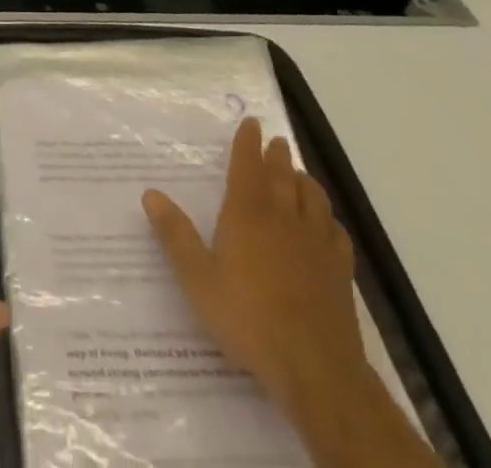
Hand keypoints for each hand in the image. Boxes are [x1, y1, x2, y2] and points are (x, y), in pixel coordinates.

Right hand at [144, 118, 440, 467]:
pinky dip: (329, 219)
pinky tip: (327, 225)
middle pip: (283, 175)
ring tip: (300, 175)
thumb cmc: (248, 319)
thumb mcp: (198, 279)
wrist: (315, 369)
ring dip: (305, 181)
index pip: (248, 165)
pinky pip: (337, 233)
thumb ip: (175, 235)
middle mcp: (284, 218)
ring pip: (314, 198)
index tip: (252, 122)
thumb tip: (149, 193)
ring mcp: (317, 244)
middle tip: (276, 141)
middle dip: (278, 155)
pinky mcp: (340, 272)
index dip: (249, 142)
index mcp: (248, 214)